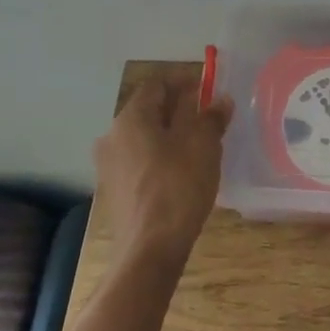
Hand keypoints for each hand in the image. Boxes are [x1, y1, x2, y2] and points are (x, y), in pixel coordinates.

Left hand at [93, 72, 232, 264]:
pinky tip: (181, 172)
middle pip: (148, 111)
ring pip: (143, 138)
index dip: (184, 82)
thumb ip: (211, 117)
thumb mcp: (204, 146)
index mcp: (131, 118)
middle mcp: (112, 135)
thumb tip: (220, 100)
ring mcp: (108, 165)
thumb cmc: (178, 186)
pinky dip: (160, 158)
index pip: (156, 85)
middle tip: (208, 118)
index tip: (208, 90)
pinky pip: (139, 162)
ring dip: (169, 135)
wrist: (150, 248)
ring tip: (199, 146)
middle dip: (178, 110)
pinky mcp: (114, 190)